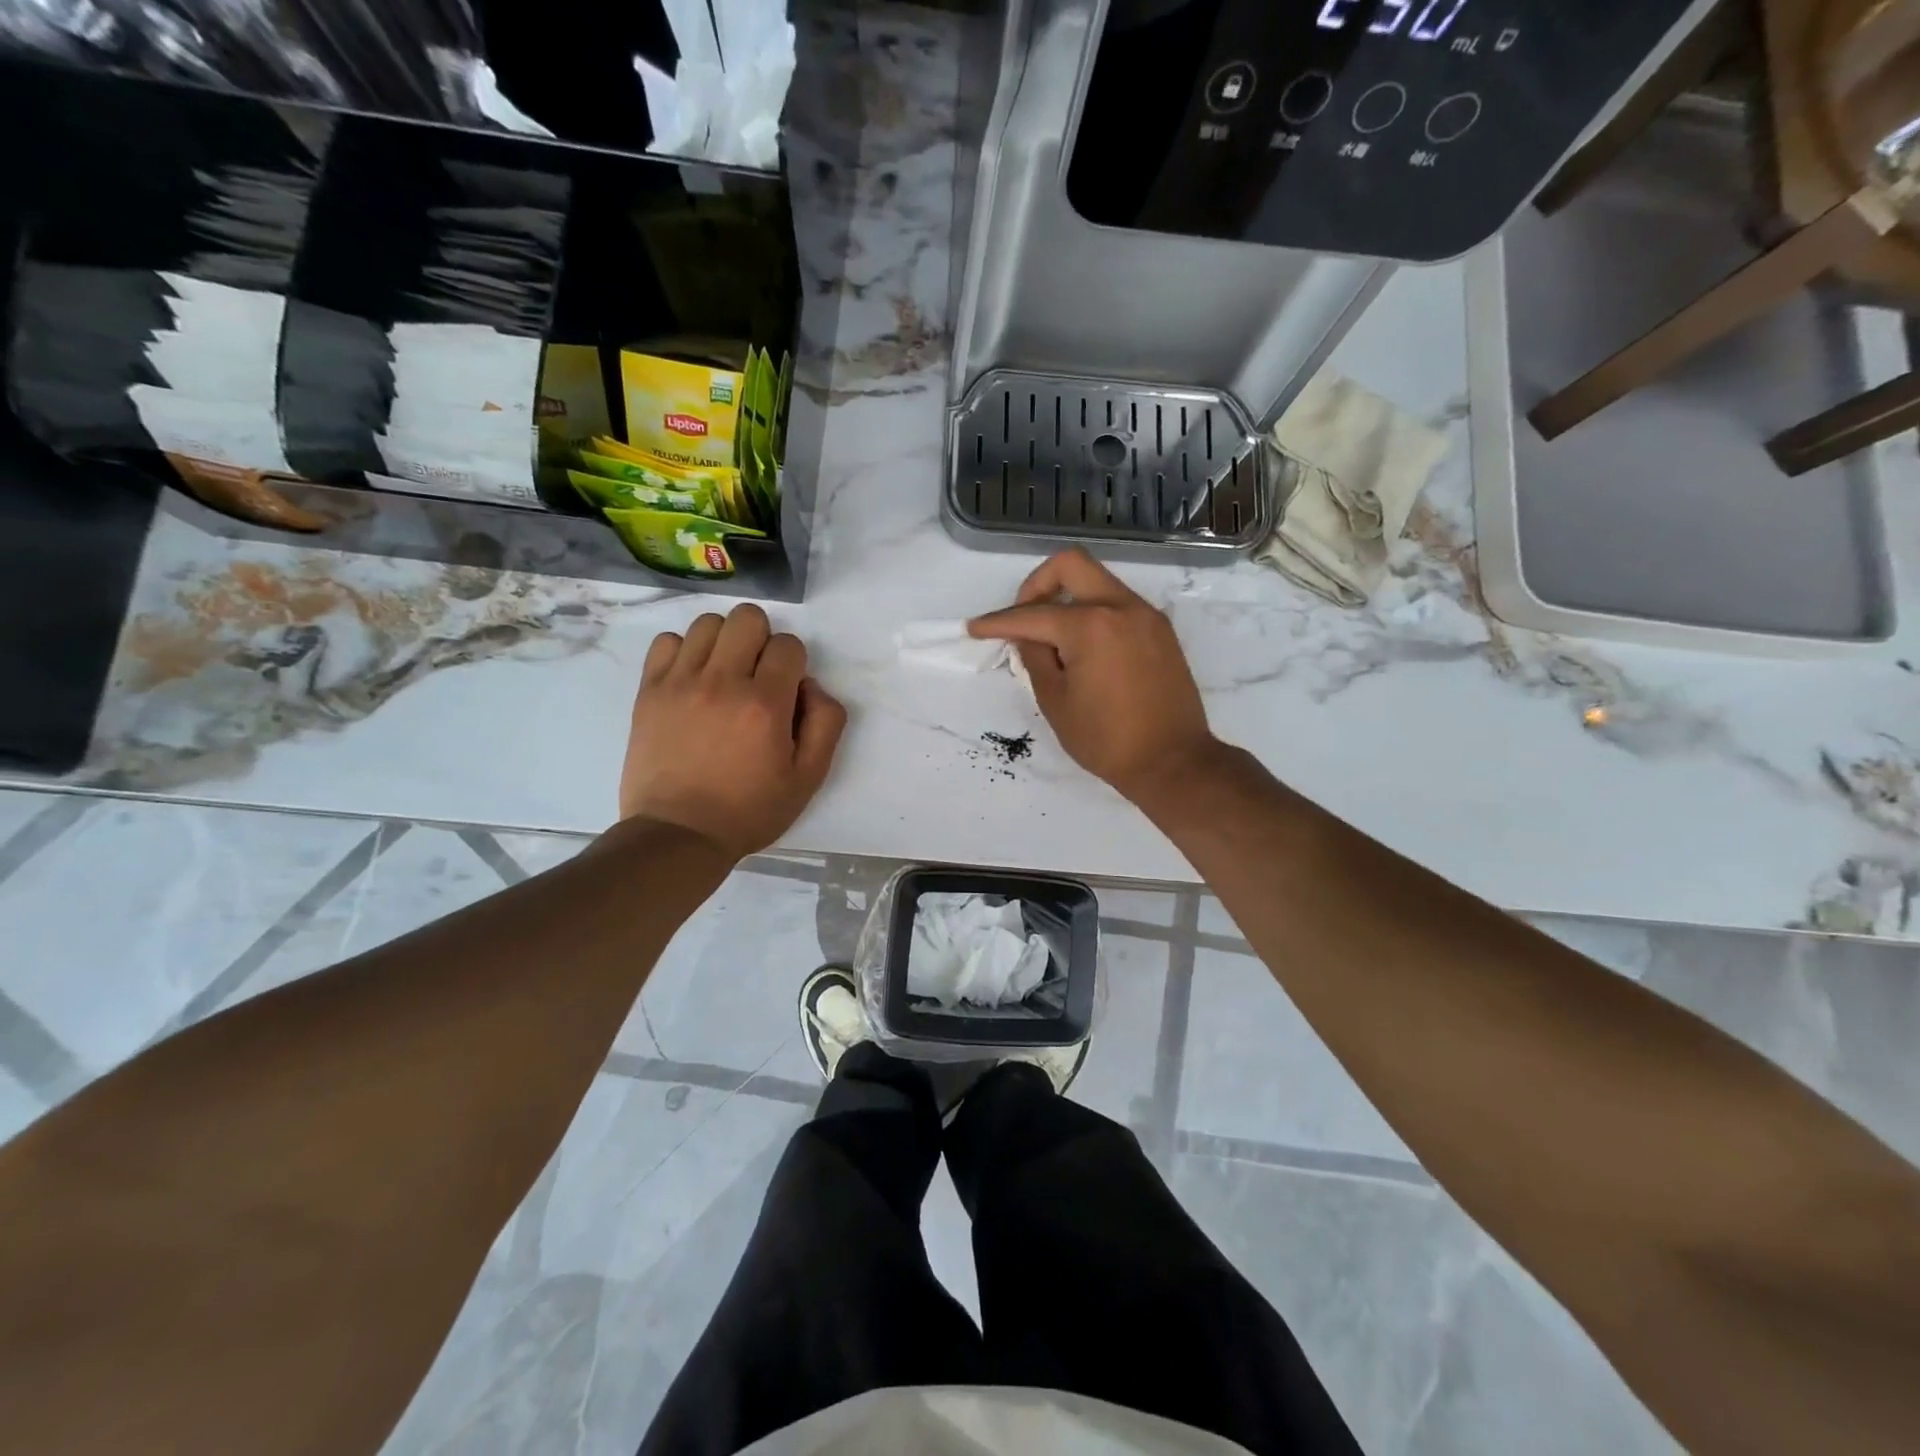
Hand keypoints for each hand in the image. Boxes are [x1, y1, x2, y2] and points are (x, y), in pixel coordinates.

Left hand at [620, 605, 846, 858]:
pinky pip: (666, 641)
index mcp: (765, 704)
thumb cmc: (750, 810)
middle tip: (757, 675)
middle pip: (748, 618)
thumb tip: (811, 685)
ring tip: (723, 674)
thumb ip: (826, 723)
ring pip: (708, 623)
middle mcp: (722, 682)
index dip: (794, 663)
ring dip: (724, 641)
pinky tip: (692, 679)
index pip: (788, 644)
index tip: (786, 692)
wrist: (679, 834)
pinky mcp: (649, 691)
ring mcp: (680, 683)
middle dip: (762, 640)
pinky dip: (684, 651)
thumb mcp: (809, 778)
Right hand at [969, 548, 1218, 803]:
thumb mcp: (1056, 702)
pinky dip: (1093, 613)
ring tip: (1052, 640)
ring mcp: (1146, 615)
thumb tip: (1028, 637)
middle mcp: (1121, 607)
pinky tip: (1082, 648)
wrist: (1173, 761)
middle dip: (1036, 584)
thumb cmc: (1107, 740)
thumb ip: (1035, 658)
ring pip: (1097, 581)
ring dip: (1067, 598)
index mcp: (1091, 626)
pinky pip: (1118, 604)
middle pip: (1070, 565)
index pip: (1033, 614)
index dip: (998, 622)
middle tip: (1022, 618)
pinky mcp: (1160, 630)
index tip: (975, 629)